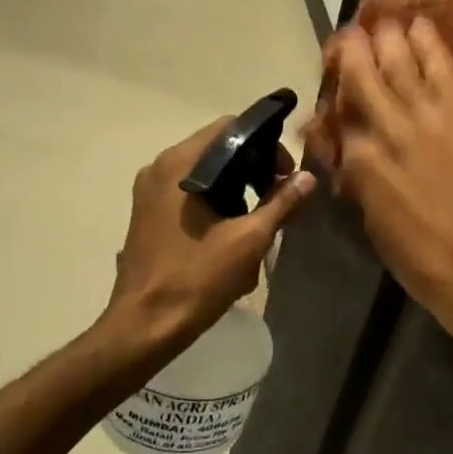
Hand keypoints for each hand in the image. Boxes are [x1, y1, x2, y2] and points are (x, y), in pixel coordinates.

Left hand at [106, 118, 316, 350]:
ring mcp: (150, 191)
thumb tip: (308, 178)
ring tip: (260, 218)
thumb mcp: (249, 240)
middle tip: (280, 196)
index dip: (266, 144)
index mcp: (180, 165)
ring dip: (237, 186)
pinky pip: (190, 191)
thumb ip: (281, 203)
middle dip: (254, 167)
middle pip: (218, 148)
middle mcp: (160, 168)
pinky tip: (233, 230)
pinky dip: (216, 200)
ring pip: (205, 172)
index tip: (286, 174)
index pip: (230, 128)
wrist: (145, 325)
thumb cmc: (197, 278)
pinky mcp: (149, 213)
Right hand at [319, 18, 452, 361]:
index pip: (342, 117)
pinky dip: (429, 44)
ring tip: (383, 21)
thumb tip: (356, 152)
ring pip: (401, 65)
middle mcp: (386, 131)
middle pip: (364, 79)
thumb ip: (362, 179)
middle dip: (354, 52)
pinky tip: (420, 26)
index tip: (335, 82)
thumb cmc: (419, 258)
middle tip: (350, 35)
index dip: (336, 97)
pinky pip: (442, 71)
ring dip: (388, 38)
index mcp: (360, 163)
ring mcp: (426, 119)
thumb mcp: (374, 221)